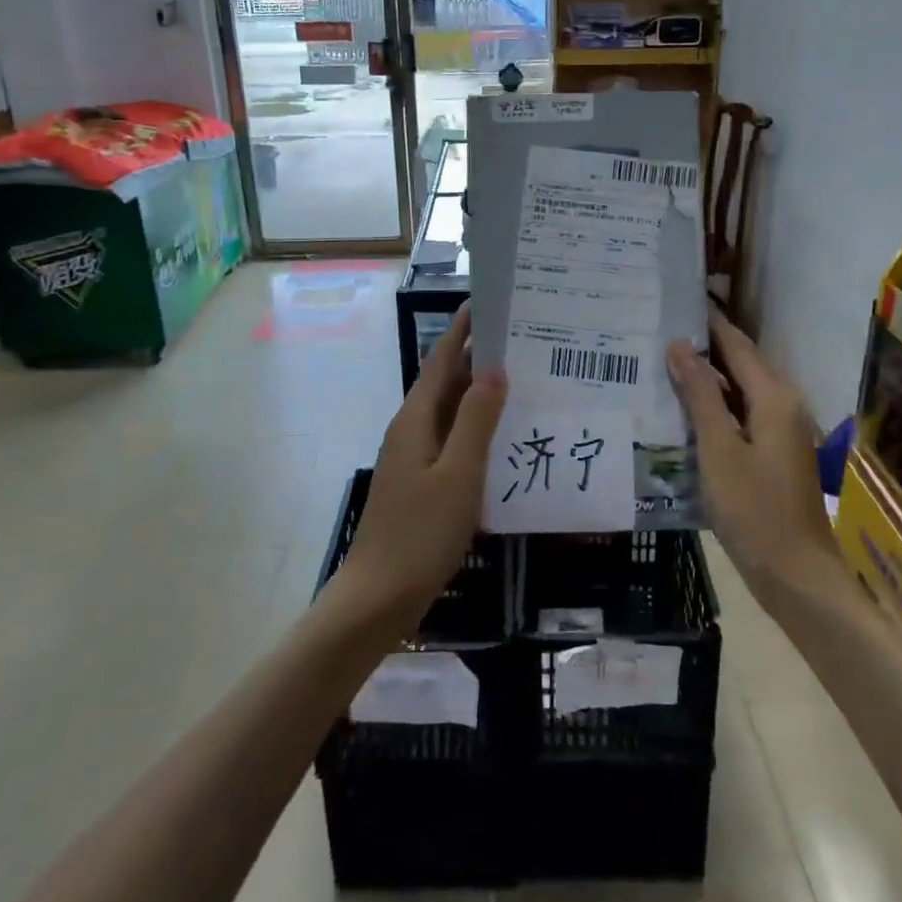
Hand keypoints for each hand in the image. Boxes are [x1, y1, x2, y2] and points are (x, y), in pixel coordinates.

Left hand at [339, 305, 507, 630]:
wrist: (378, 598)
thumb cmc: (420, 533)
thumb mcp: (458, 474)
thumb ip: (477, 420)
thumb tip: (494, 368)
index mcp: (415, 420)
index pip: (441, 361)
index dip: (463, 331)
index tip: (489, 303)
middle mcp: (411, 431)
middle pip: (446, 384)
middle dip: (479, 360)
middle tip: (524, 344)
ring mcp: (414, 459)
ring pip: (451, 415)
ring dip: (481, 396)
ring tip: (523, 383)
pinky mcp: (421, 484)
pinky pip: (453, 443)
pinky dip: (478, 431)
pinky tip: (505, 441)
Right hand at [667, 309, 840, 591]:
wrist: (797, 576)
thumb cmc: (755, 511)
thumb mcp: (719, 451)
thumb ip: (701, 396)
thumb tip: (681, 347)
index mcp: (774, 397)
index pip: (736, 344)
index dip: (708, 321)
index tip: (676, 300)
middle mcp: (783, 405)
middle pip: (740, 363)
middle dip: (703, 346)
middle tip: (658, 330)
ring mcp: (781, 430)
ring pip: (740, 390)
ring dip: (706, 376)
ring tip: (662, 363)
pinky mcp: (774, 453)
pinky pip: (741, 414)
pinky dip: (715, 405)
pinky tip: (684, 410)